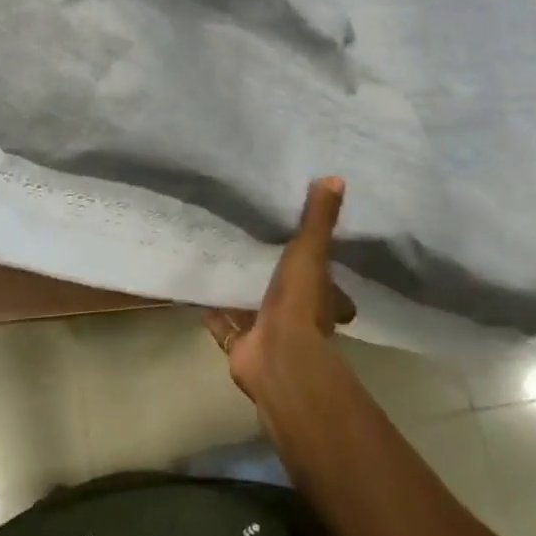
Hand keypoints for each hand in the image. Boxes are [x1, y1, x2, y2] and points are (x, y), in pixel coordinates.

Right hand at [207, 177, 354, 401]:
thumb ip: (319, 219)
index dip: (321, 271)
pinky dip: (215, 315)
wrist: (278, 358)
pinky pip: (226, 327)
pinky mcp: (242, 347)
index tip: (307, 250)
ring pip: (255, 311)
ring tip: (224, 265)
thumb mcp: (311, 252)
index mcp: (320, 299)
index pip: (326, 284)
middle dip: (275, 281)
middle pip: (288, 297)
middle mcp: (298, 320)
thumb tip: (336, 178)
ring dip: (243, 295)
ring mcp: (269, 335)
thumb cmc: (299, 303)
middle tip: (258, 253)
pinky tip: (199, 295)